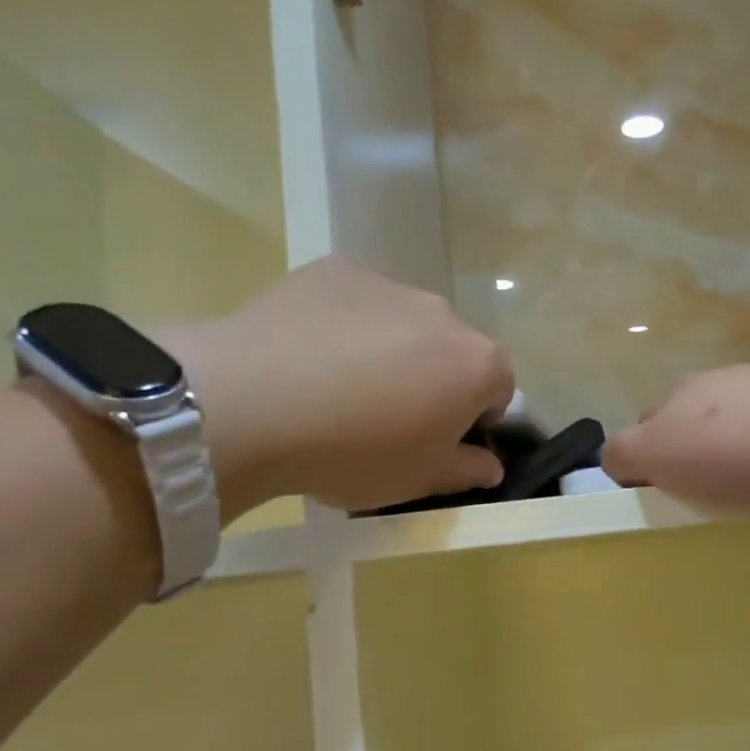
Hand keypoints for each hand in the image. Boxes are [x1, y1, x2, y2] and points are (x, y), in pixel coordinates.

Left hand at [167, 258, 514, 514]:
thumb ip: (468, 470)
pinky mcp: (336, 270)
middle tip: (386, 418)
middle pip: (453, 351)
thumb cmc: (354, 452)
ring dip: (392, 350)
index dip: (475, 419)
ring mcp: (389, 285)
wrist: (250, 405)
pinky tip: (307, 355)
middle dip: (434, 380)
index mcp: (477, 364)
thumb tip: (491, 466)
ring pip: (405, 324)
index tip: (437, 441)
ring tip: (337, 387)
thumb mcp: (419, 480)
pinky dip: (346, 325)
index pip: (500, 390)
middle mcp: (444, 314)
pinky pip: (357, 301)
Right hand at [603, 353, 749, 513]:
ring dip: (739, 452)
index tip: (667, 502)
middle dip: (693, 457)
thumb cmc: (747, 451)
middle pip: (692, 423)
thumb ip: (629, 454)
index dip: (646, 465)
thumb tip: (619, 457)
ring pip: (739, 424)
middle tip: (711, 500)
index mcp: (680, 395)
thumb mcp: (664, 456)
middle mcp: (722, 382)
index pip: (643, 428)